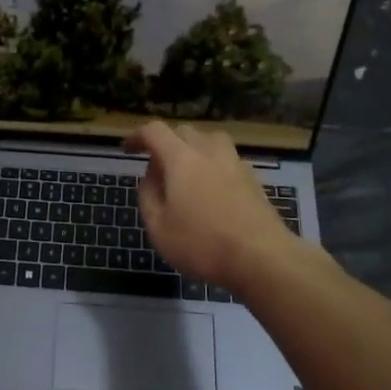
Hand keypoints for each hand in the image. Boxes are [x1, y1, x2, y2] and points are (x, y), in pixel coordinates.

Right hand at [126, 121, 297, 287]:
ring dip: (193, 149)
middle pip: (183, 132)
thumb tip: (149, 179)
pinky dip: (214, 165)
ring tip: (188, 173)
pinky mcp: (253, 179)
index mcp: (181, 158)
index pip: (154, 131)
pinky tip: (213, 190)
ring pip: (210, 140)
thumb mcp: (159, 228)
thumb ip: (148, 197)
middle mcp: (209, 152)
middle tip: (158, 171)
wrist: (262, 258)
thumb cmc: (202, 244)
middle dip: (165, 144)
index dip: (138, 136)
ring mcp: (235, 163)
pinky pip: (227, 159)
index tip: (128, 150)